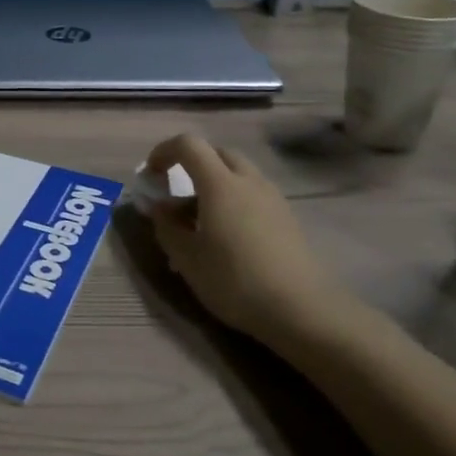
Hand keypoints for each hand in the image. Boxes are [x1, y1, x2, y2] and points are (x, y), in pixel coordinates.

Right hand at [143, 134, 352, 345]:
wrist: (304, 311)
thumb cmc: (235, 280)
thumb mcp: (186, 257)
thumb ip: (166, 226)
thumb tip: (159, 207)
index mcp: (220, 183)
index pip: (188, 144)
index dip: (164, 151)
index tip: (151, 175)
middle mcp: (248, 181)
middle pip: (217, 153)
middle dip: (192, 165)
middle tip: (177, 194)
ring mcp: (273, 198)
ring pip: (239, 174)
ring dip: (215, 184)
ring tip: (202, 220)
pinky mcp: (288, 218)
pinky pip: (254, 194)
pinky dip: (235, 201)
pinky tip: (230, 236)